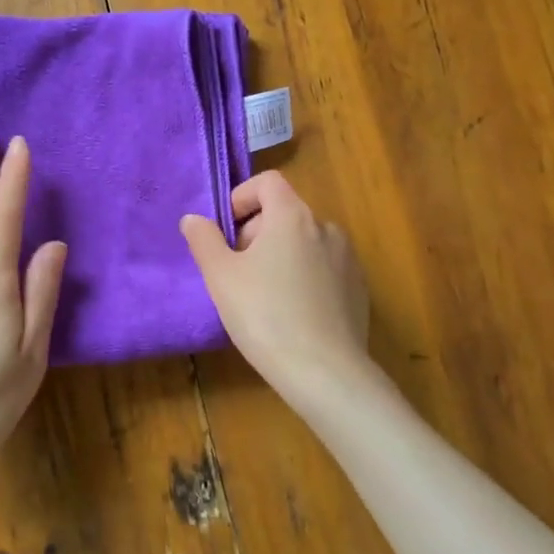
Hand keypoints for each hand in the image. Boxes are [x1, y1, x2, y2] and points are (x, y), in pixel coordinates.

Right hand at [181, 171, 373, 400]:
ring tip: (264, 296)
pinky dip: (305, 277)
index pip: (268, 182)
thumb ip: (204, 240)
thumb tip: (193, 218)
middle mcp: (326, 227)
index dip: (242, 197)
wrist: (325, 372)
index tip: (226, 232)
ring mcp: (348, 258)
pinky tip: (294, 314)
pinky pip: (324, 268)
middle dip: (256, 234)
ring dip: (281, 256)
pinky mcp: (359, 287)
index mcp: (293, 216)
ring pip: (305, 242)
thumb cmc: (265, 317)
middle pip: (284, 213)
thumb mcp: (221, 277)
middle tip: (237, 272)